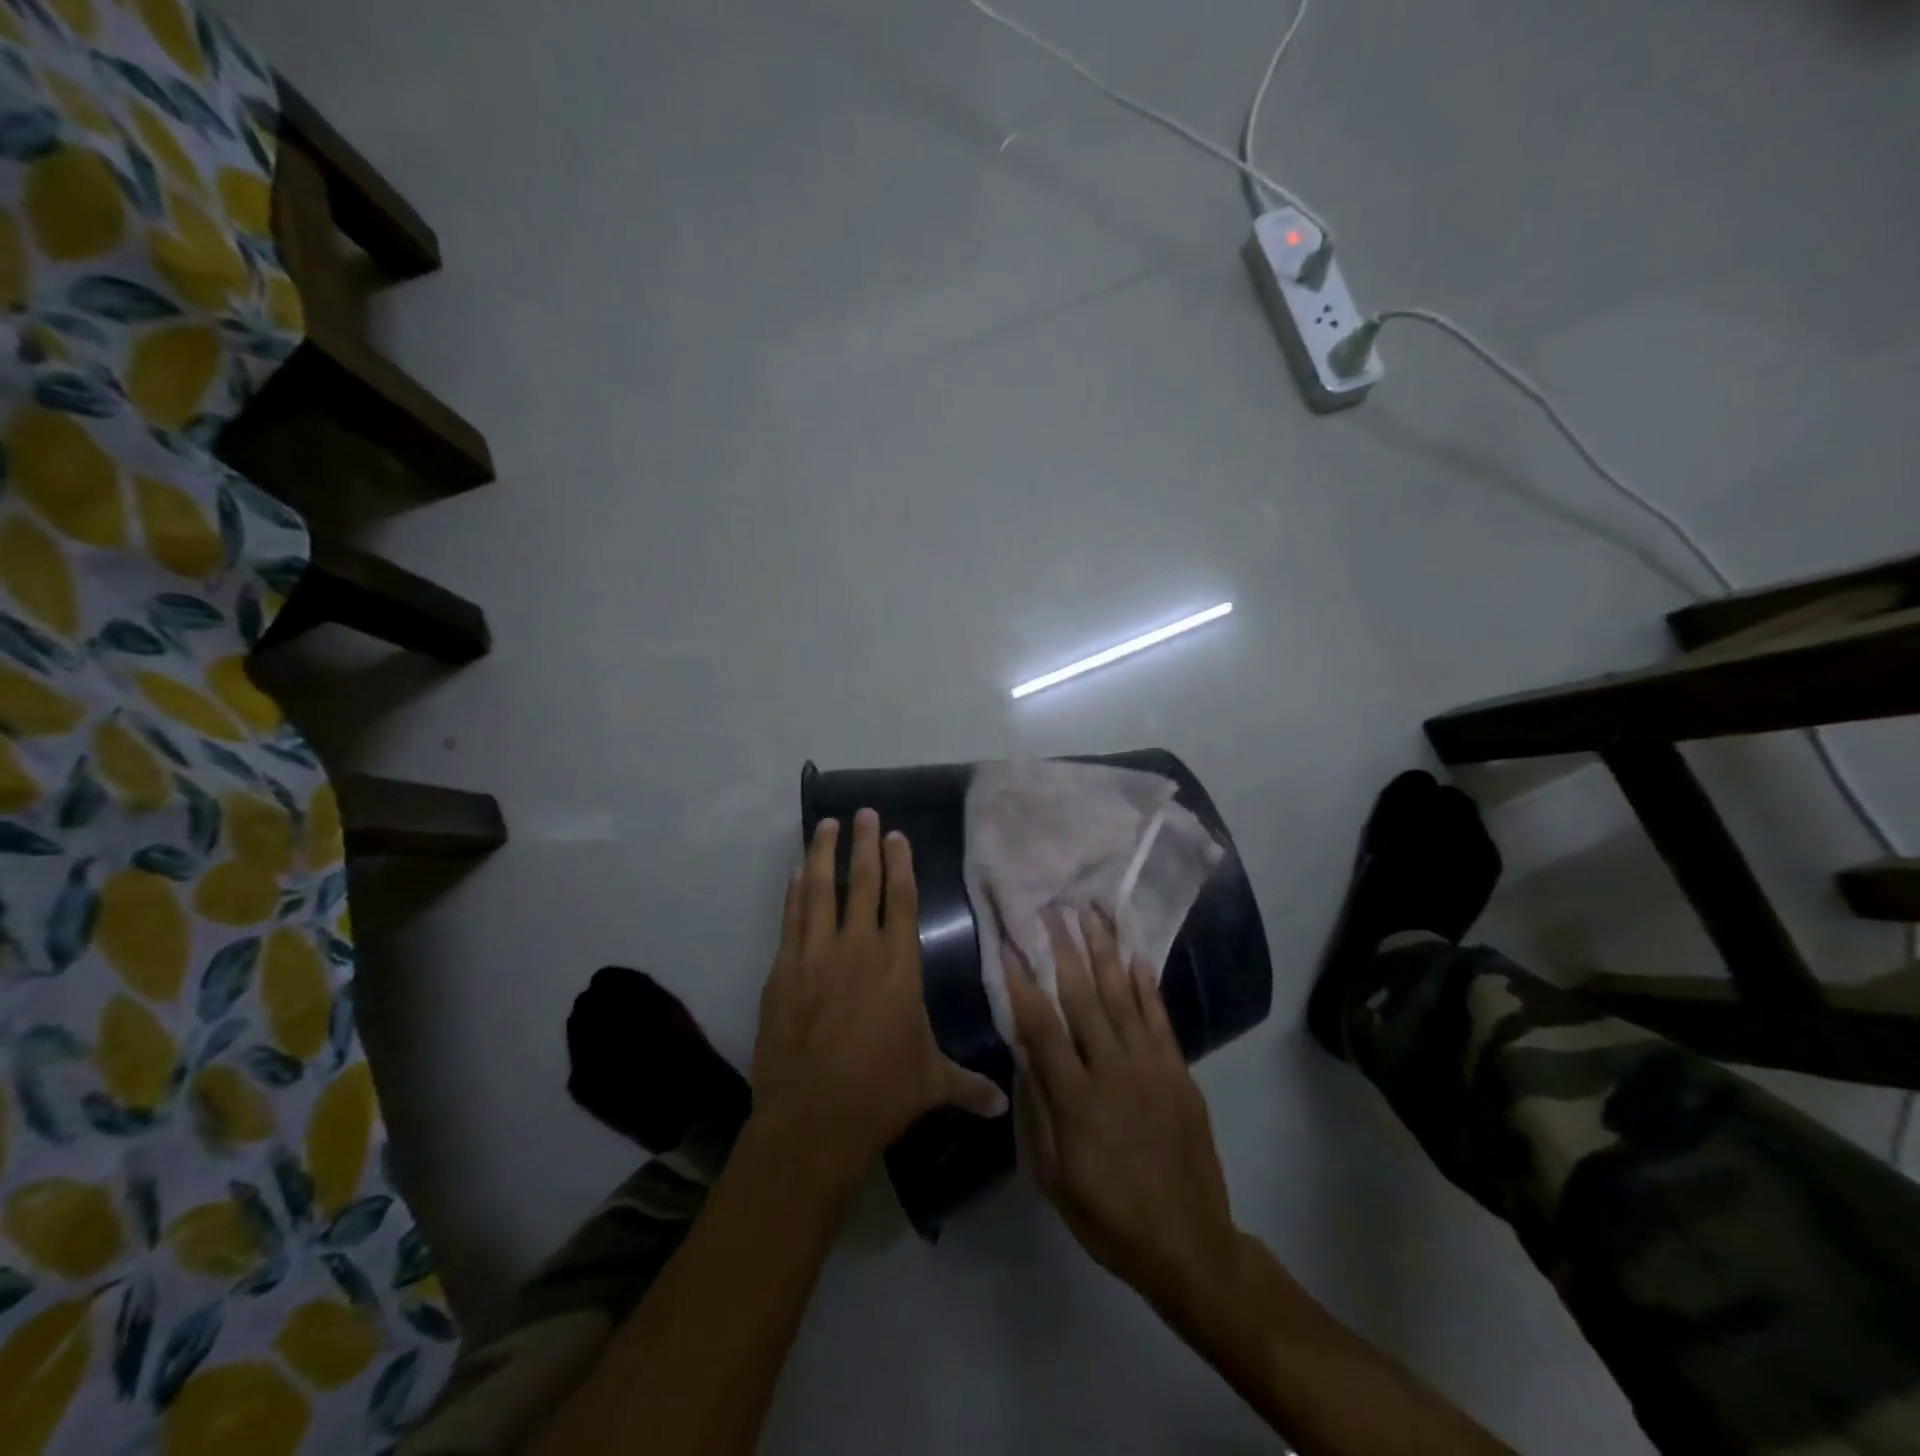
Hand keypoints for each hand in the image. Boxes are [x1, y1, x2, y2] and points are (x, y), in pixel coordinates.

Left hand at [750, 810, 1008, 1187]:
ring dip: (823, 854)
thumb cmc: (882, 1093)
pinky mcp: (783, 971)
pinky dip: (793, 894)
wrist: (814, 1117)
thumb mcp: (931, 1083)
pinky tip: (796, 875)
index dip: (899, 863)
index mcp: (899, 964)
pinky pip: (791, 920)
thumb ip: (968, 1086)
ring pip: (820, 891)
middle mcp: (858, 948)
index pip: (901, 899)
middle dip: (864, 843)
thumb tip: (1002, 1106)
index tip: (895, 834)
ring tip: (825, 825)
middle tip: (863, 812)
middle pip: (863, 882)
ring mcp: (816, 955)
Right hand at [1005, 906, 1238, 1312]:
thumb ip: (1036, 1110)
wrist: (1187, 1244)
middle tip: (1052, 909)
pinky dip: (1146, 985)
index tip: (1008, 944)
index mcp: (1075, 1097)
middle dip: (1064, 949)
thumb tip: (1022, 1054)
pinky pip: (1160, 1018)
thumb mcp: (1051, 1176)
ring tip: (1092, 913)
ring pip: (1122, 996)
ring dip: (1105, 952)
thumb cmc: (1107, 1216)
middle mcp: (1112, 1070)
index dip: (1022, 982)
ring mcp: (1151, 1067)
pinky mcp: (1179, 1072)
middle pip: (1082, 997)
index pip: (1041, 1026)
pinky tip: (1135, 956)